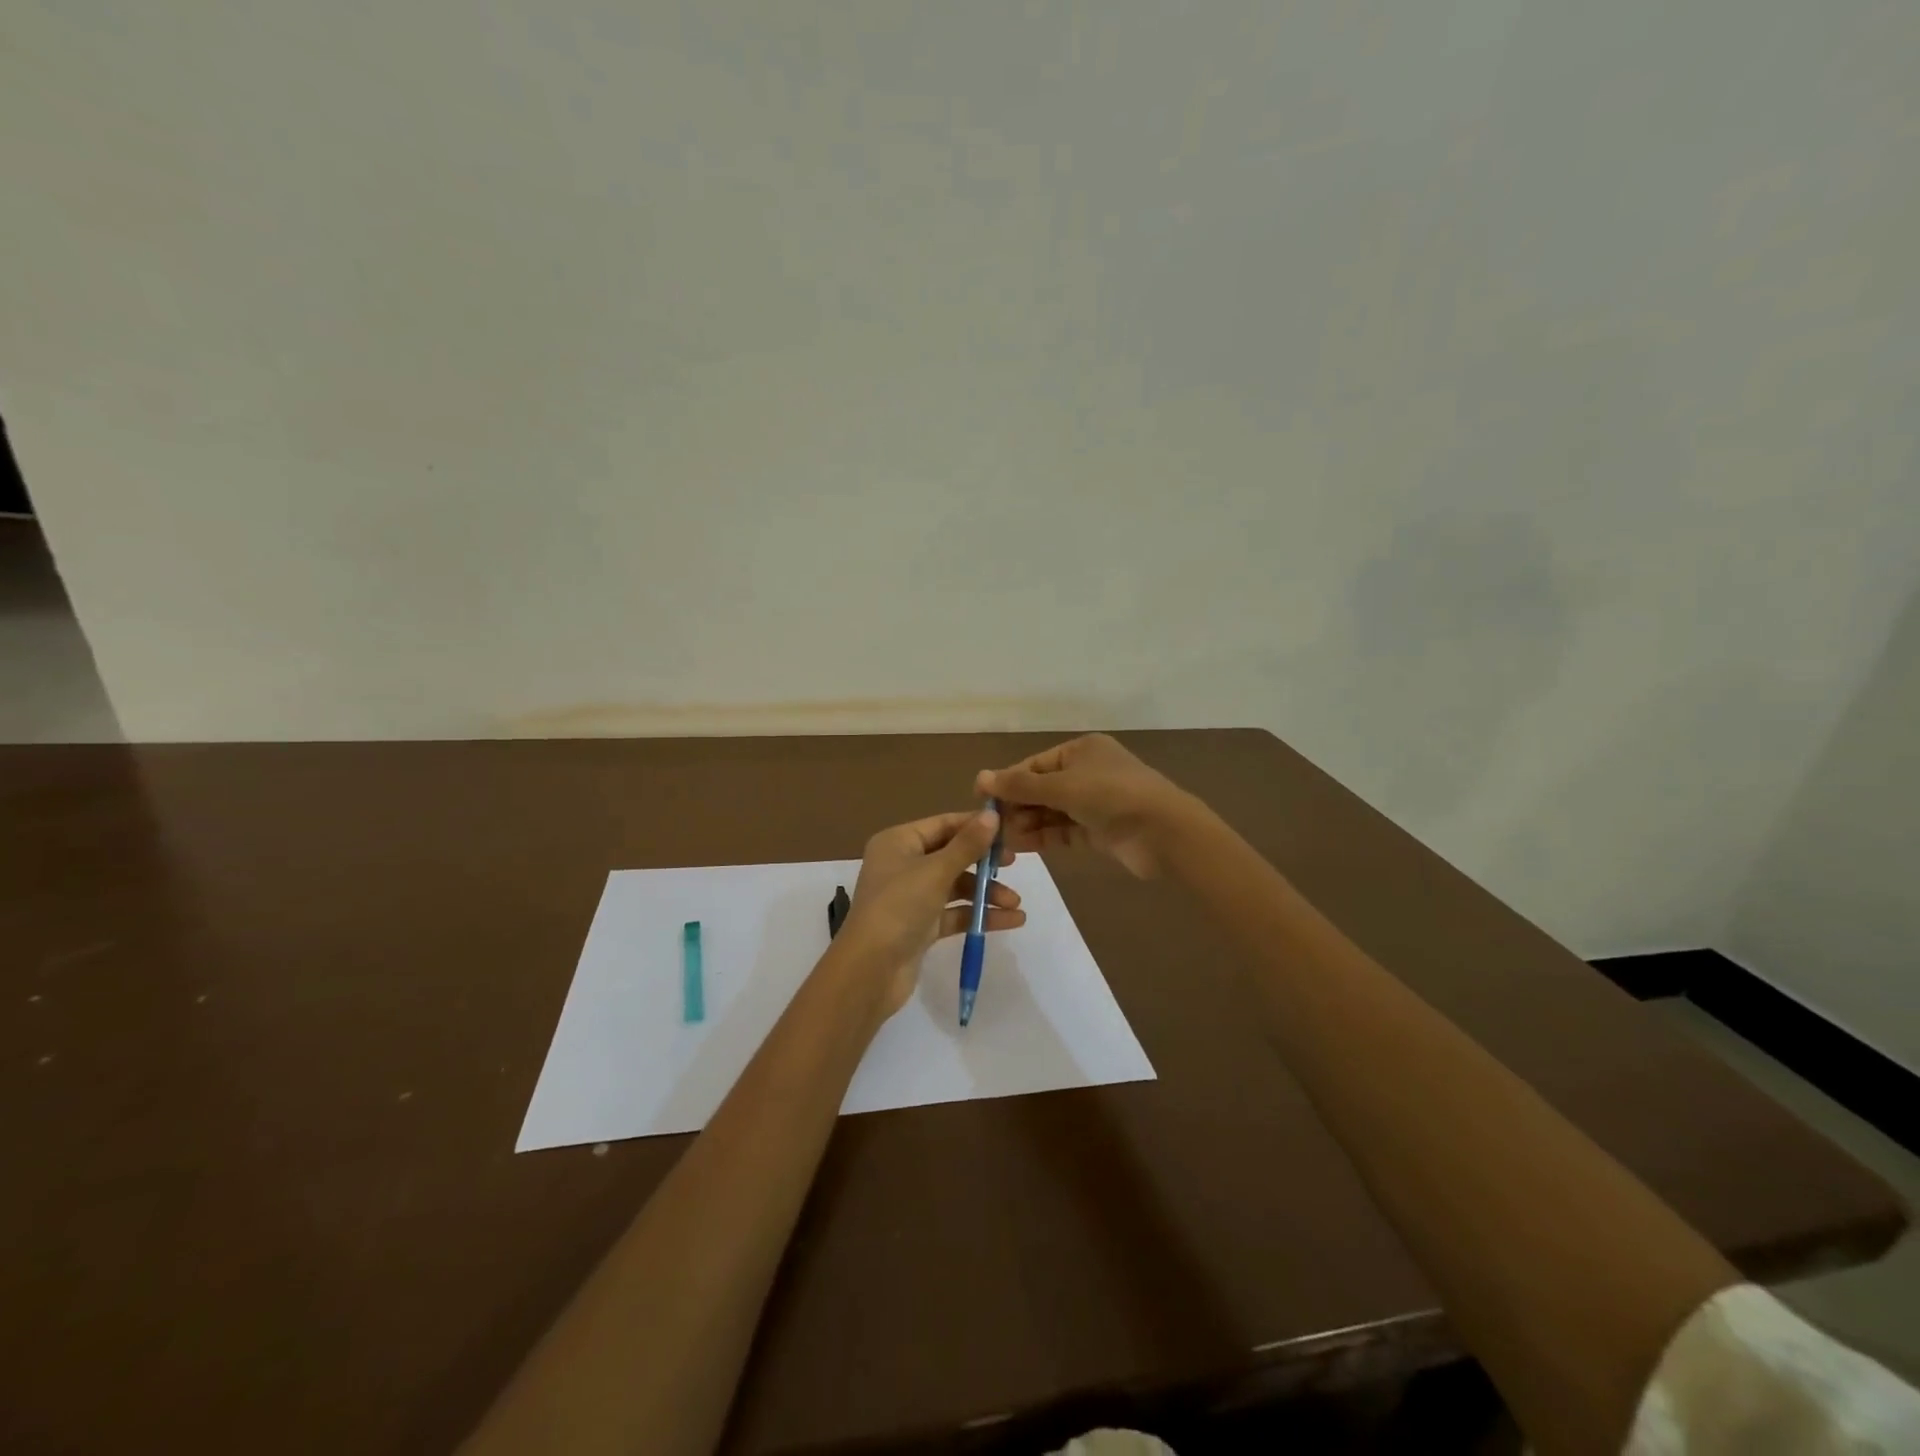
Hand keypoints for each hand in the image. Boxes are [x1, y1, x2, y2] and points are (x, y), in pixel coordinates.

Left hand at [837, 809, 1024, 1016]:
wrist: (870, 971)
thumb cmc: (899, 907)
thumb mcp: (935, 872)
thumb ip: (967, 845)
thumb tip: (992, 815)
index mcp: (898, 842)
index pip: (943, 825)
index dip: (975, 826)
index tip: (1009, 830)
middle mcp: (903, 864)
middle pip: (952, 855)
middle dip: (984, 863)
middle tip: (1014, 864)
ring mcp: (912, 897)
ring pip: (956, 887)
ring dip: (986, 893)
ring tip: (1016, 904)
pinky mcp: (921, 926)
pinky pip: (955, 913)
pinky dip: (979, 915)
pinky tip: (1011, 921)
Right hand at [975, 734, 1198, 879]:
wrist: (1164, 833)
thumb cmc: (1111, 796)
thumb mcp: (1062, 786)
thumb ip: (1021, 786)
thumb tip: (980, 777)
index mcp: (1081, 751)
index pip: (1035, 765)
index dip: (1007, 781)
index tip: (980, 799)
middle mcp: (1086, 773)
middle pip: (1041, 789)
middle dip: (1016, 806)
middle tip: (989, 825)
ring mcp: (1093, 803)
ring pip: (1050, 812)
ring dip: (1026, 823)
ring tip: (1000, 840)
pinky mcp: (1098, 831)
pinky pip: (1062, 831)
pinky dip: (1042, 837)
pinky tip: (1019, 846)